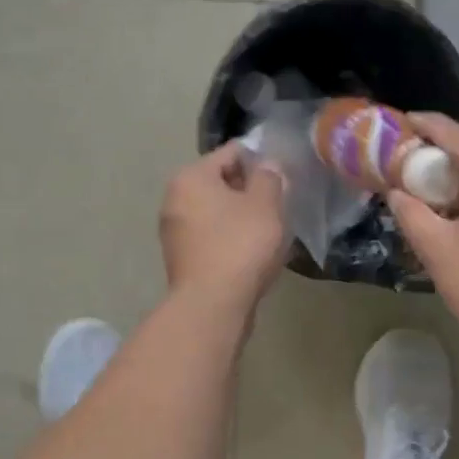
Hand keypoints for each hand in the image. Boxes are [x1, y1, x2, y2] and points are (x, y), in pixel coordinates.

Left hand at [160, 142, 288, 310]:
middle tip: (280, 205)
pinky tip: (253, 254)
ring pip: (217, 213)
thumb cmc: (240, 245)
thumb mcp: (266, 204)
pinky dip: (231, 240)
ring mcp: (174, 232)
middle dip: (250, 191)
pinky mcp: (182, 259)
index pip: (232, 153)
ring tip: (271, 232)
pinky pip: (212, 238)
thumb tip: (267, 165)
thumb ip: (269, 176)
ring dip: (242, 218)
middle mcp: (174, 199)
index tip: (284, 176)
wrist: (212, 306)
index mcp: (190, 177)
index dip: (262, 160)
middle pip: (221, 183)